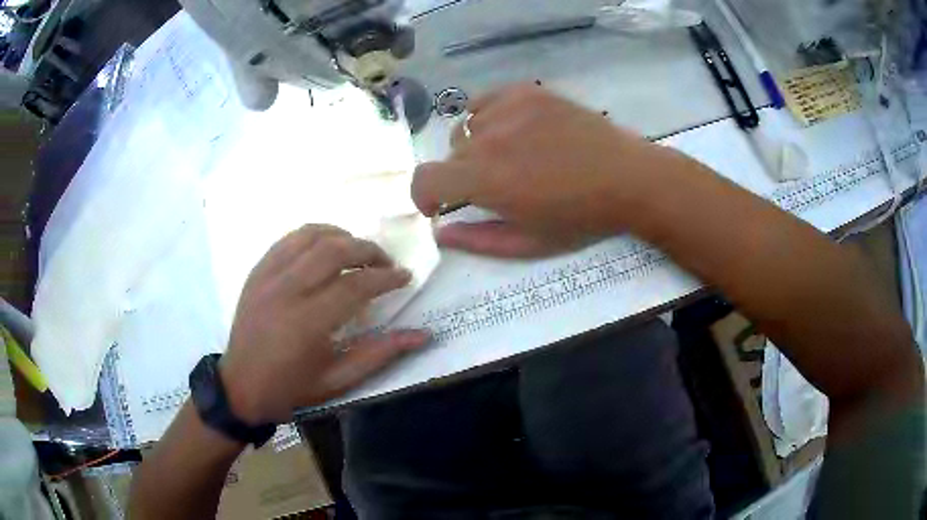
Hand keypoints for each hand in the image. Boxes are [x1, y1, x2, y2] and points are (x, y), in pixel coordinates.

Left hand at [219, 225, 429, 423]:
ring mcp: (268, 276)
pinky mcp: (257, 271)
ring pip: (310, 235)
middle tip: (386, 262)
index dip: (386, 277)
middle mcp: (287, 291)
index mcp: (308, 323)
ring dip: (342, 236)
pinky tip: (325, 246)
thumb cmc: (291, 388)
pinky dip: (313, 235)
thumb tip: (422, 335)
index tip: (405, 277)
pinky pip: (288, 239)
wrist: (240, 386)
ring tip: (358, 251)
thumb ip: (379, 354)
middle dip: (368, 250)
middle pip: (335, 250)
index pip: (356, 286)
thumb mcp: (338, 381)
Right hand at [412, 84, 696, 256]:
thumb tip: (440, 233)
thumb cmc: (580, 217)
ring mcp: (508, 109)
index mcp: (486, 180)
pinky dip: (489, 117)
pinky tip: (513, 130)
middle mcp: (488, 139)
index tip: (440, 203)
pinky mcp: (526, 92)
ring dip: (479, 145)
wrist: (626, 178)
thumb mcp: (529, 243)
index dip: (424, 194)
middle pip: (450, 154)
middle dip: (462, 174)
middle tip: (498, 184)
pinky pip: (486, 102)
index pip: (424, 178)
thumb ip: (478, 240)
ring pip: (469, 128)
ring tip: (514, 155)